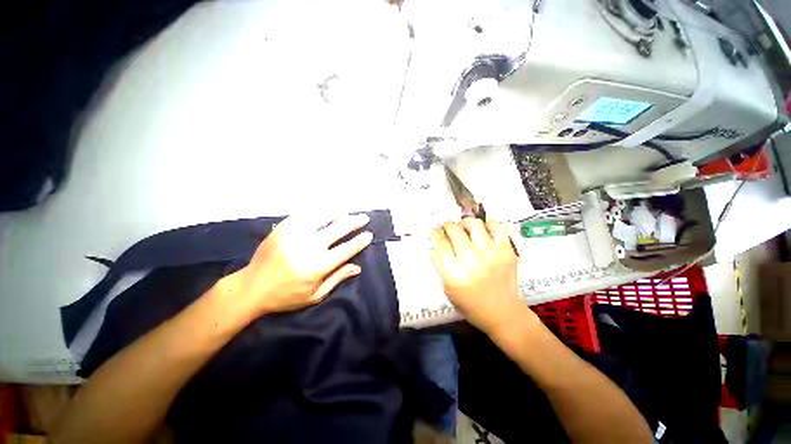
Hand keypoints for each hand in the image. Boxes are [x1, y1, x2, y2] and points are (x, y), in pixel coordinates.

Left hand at [230, 213, 372, 315]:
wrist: (251, 287)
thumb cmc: (286, 296)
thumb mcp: (315, 295)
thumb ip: (337, 278)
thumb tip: (358, 267)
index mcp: (318, 266)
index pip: (347, 249)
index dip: (360, 241)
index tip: (369, 234)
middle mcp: (309, 246)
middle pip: (338, 228)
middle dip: (354, 222)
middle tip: (363, 217)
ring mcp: (294, 234)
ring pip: (323, 217)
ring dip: (338, 213)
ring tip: (346, 212)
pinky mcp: (283, 228)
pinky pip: (305, 214)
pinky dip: (318, 211)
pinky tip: (325, 211)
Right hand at [430, 218, 531, 333]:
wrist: (502, 312)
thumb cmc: (470, 304)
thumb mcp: (447, 289)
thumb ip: (438, 265)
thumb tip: (432, 245)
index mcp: (454, 273)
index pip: (440, 243)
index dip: (436, 233)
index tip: (435, 231)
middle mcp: (472, 261)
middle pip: (455, 231)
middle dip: (447, 226)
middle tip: (447, 228)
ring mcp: (491, 254)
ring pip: (474, 224)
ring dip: (465, 223)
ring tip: (464, 228)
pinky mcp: (506, 251)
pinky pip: (497, 227)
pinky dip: (488, 224)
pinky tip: (482, 230)